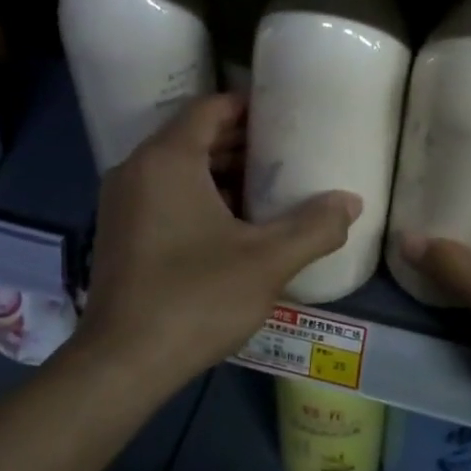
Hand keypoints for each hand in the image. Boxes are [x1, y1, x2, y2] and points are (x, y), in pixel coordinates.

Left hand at [75, 95, 359, 393]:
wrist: (122, 363)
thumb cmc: (195, 299)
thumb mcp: (267, 261)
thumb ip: (314, 227)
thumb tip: (352, 202)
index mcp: (167, 160)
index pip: (209, 107)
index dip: (248, 107)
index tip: (285, 115)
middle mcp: (136, 170)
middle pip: (192, 137)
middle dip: (239, 142)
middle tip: (286, 153)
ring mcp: (121, 203)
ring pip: (176, 169)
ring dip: (219, 172)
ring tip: (267, 189)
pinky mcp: (118, 233)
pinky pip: (162, 195)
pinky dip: (196, 197)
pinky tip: (232, 226)